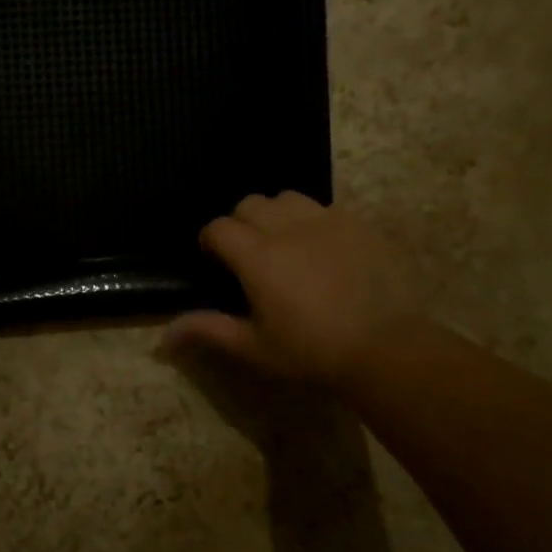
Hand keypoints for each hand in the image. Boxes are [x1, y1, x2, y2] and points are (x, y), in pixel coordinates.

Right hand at [164, 193, 420, 388]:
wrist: (388, 349)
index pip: (219, 228)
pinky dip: (315, 222)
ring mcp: (329, 221)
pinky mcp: (361, 225)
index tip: (213, 258)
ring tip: (286, 243)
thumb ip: (210, 330)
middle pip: (251, 204)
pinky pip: (328, 209)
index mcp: (258, 257)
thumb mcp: (255, 347)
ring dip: (277, 214)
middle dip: (241, 222)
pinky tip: (325, 250)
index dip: (210, 240)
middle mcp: (289, 228)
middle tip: (249, 254)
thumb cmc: (312, 352)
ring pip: (289, 198)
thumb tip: (164, 336)